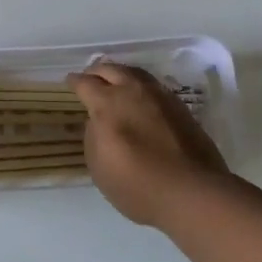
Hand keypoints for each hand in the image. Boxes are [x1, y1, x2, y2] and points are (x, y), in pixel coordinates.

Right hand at [68, 62, 228, 227]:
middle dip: (97, 72)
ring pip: (135, 73)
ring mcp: (160, 96)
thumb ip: (93, 136)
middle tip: (91, 78)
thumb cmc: (137, 184)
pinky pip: (154, 87)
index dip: (75, 82)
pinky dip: (142, 87)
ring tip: (117, 82)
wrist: (192, 192)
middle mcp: (133, 91)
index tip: (70, 82)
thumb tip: (99, 122)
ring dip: (122, 75)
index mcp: (107, 103)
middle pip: (111, 69)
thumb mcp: (98, 167)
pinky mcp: (181, 107)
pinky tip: (142, 99)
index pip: (85, 83)